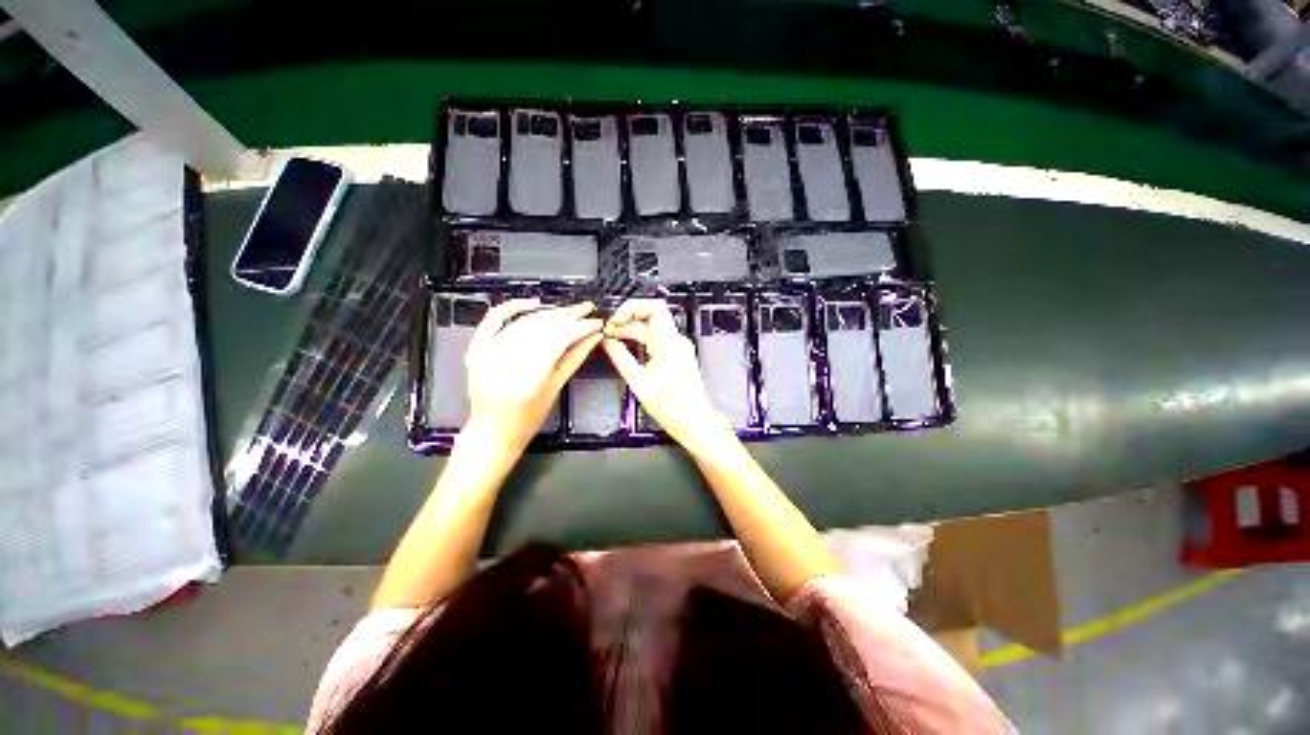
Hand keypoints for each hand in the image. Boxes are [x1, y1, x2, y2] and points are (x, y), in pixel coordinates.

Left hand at [463, 299, 602, 457]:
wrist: (491, 431)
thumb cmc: (527, 419)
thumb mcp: (555, 389)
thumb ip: (574, 358)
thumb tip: (593, 337)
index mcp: (528, 377)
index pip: (560, 340)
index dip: (581, 327)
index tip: (596, 322)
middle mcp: (506, 360)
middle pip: (543, 327)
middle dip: (569, 316)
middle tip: (587, 310)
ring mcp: (488, 352)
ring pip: (526, 322)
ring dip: (550, 314)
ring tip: (570, 312)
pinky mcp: (478, 347)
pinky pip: (495, 318)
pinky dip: (514, 307)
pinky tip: (534, 303)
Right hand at [602, 299, 732, 448]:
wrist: (694, 420)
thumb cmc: (672, 407)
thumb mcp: (639, 383)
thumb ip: (621, 358)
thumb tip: (608, 343)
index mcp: (669, 343)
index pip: (653, 307)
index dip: (631, 307)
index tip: (615, 320)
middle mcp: (677, 341)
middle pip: (650, 316)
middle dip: (627, 320)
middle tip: (609, 331)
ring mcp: (679, 347)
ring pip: (653, 328)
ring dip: (633, 330)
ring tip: (614, 340)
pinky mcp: (679, 354)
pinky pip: (658, 339)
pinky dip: (642, 339)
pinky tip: (629, 348)